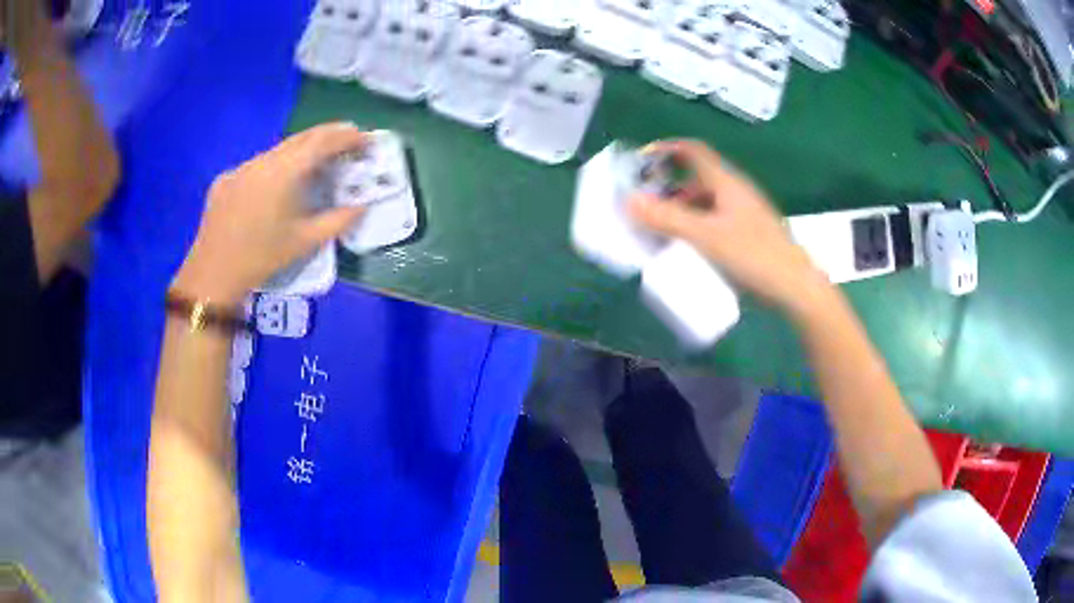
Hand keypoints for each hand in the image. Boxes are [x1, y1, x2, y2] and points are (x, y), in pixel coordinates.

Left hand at [172, 123, 367, 305]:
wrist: (214, 273)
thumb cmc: (262, 257)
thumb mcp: (305, 242)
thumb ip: (338, 221)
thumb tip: (362, 206)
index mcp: (285, 171)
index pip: (322, 142)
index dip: (347, 136)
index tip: (365, 138)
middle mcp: (263, 160)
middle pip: (301, 138)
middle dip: (327, 136)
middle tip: (348, 140)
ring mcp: (242, 167)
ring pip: (277, 151)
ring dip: (300, 151)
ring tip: (314, 163)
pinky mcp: (226, 179)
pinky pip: (256, 166)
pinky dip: (274, 167)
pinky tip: (274, 187)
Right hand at [628, 140, 832, 315]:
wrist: (795, 289)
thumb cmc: (753, 256)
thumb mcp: (706, 237)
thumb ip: (667, 218)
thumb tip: (629, 200)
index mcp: (726, 182)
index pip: (693, 151)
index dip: (666, 149)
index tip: (641, 161)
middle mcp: (736, 192)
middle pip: (697, 178)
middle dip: (668, 187)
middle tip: (645, 205)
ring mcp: (745, 214)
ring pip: (706, 202)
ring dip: (681, 210)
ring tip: (661, 231)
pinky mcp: (749, 236)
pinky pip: (715, 222)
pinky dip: (696, 227)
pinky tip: (688, 248)